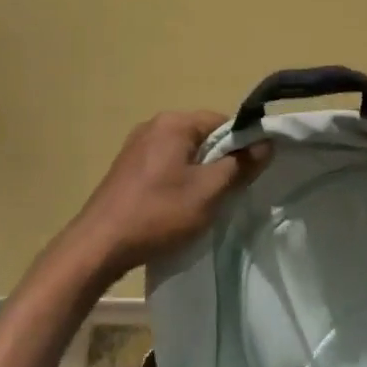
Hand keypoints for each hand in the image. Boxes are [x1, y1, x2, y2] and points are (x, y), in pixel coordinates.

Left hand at [66, 111, 270, 277]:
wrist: (100, 245)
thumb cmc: (158, 213)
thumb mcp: (208, 191)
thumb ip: (240, 165)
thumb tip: (266, 142)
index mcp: (173, 123)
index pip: (222, 121)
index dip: (241, 145)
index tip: (249, 174)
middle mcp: (153, 125)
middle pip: (202, 136)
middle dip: (219, 160)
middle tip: (228, 192)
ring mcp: (136, 146)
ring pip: (183, 152)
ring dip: (199, 173)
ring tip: (204, 203)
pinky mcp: (127, 167)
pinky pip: (164, 164)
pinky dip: (178, 179)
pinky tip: (177, 206)